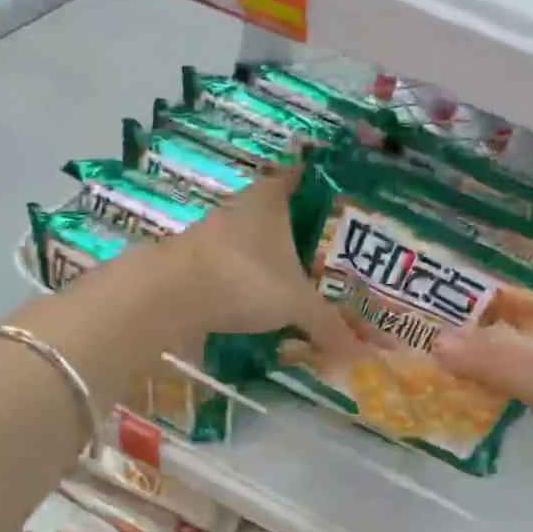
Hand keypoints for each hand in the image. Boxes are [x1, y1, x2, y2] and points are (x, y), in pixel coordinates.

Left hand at [172, 167, 359, 359]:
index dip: (328, 188)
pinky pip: (239, 267)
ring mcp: (217, 233)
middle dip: (309, 235)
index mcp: (272, 197)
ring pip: (259, 242)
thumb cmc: (242, 278)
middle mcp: (244, 207)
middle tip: (339, 256)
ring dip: (278, 261)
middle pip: (285, 214)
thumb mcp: (295, 303)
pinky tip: (269, 302)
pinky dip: (254, 281)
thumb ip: (329, 324)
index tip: (350, 205)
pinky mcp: (199, 261)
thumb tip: (364, 353)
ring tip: (309, 284)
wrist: (168, 296)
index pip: (306, 178)